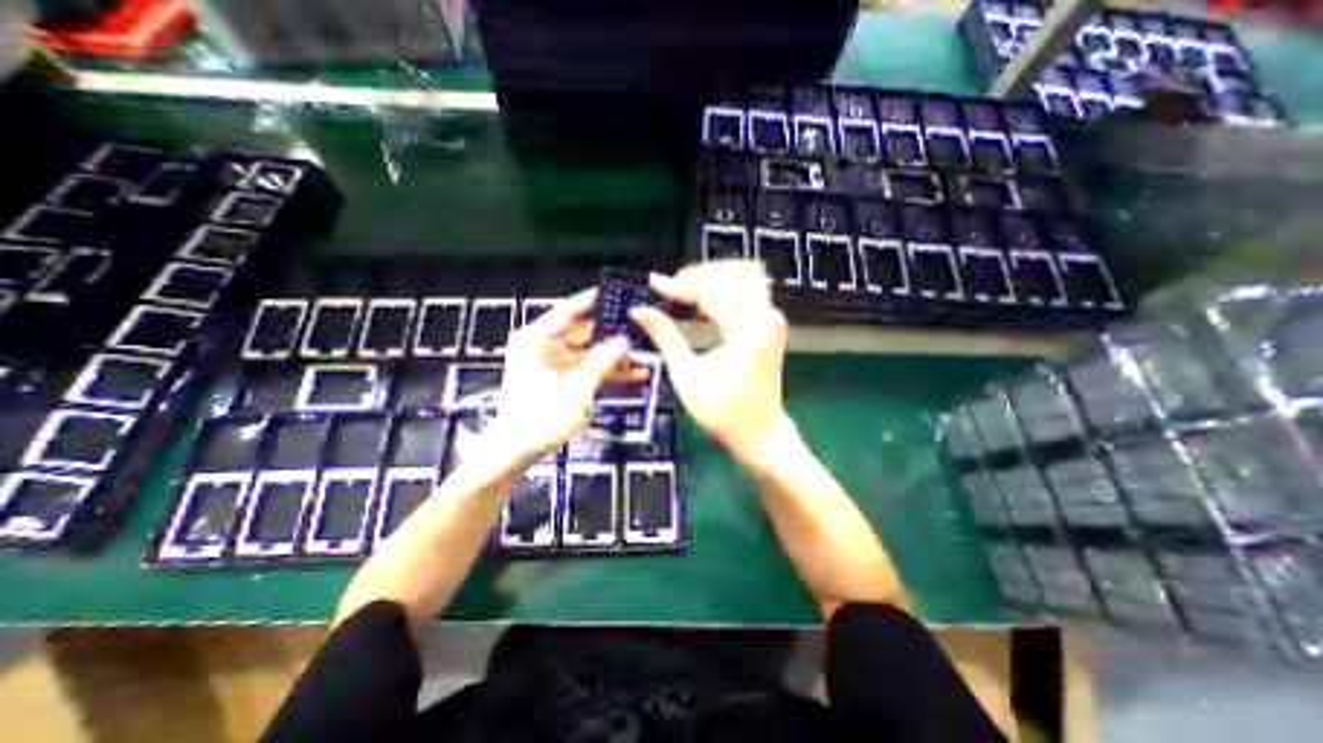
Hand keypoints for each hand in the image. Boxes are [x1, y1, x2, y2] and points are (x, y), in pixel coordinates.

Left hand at [488, 287, 632, 464]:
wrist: (515, 451)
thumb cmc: (540, 416)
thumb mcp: (576, 387)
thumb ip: (602, 361)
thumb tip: (624, 341)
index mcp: (535, 339)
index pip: (567, 311)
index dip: (591, 301)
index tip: (613, 292)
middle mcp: (540, 347)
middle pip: (581, 335)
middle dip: (610, 338)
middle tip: (637, 332)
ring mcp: (548, 365)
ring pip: (586, 356)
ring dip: (611, 360)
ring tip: (641, 358)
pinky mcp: (555, 381)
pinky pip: (583, 371)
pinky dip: (603, 375)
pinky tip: (630, 378)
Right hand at [632, 260, 795, 468]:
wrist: (759, 433)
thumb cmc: (722, 412)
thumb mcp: (686, 374)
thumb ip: (664, 336)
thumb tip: (639, 311)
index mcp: (748, 330)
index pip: (711, 292)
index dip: (679, 285)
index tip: (654, 283)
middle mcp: (766, 317)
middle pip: (733, 274)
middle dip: (699, 276)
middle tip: (671, 288)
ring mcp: (771, 320)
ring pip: (744, 278)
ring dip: (714, 280)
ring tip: (686, 291)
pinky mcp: (770, 326)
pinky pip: (749, 293)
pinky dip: (725, 292)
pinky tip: (703, 302)